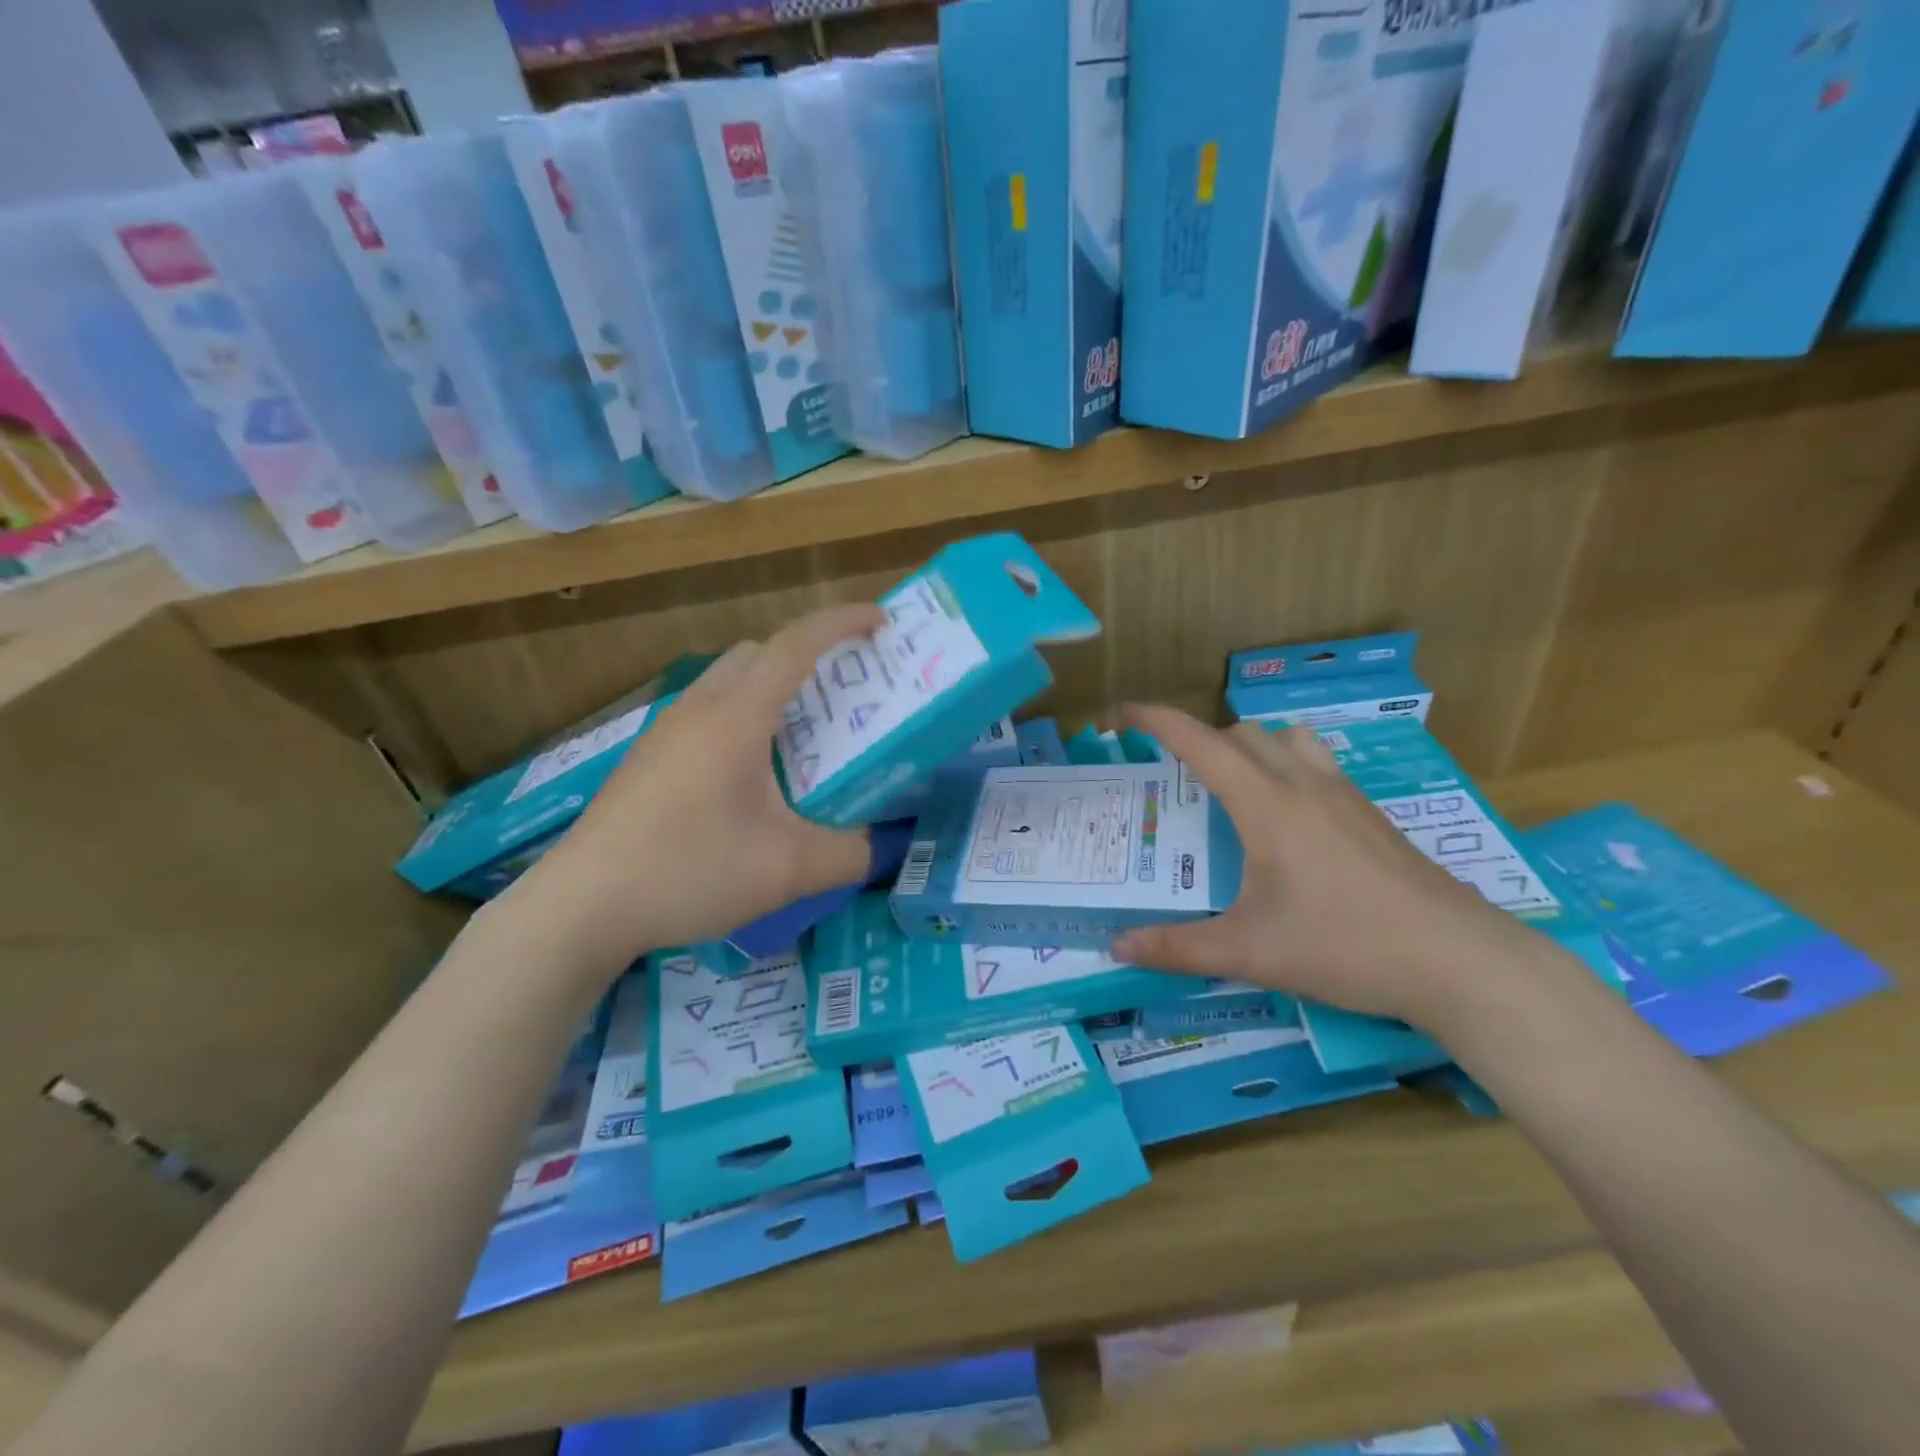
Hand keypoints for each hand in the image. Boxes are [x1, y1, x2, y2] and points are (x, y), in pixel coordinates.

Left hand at [500, 603, 886, 973]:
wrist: (582, 906)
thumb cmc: (689, 872)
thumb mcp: (788, 870)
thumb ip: (851, 854)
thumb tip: (886, 845)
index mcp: (737, 716)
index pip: (796, 644)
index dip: (843, 622)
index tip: (881, 622)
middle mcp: (700, 707)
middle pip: (761, 651)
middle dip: (810, 654)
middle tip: (848, 689)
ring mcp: (667, 729)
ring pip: (730, 679)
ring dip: (773, 684)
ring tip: (805, 732)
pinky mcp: (650, 755)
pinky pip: (709, 708)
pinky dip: (745, 713)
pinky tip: (753, 772)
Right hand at [1112, 707, 1544, 1034]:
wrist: (1459, 961)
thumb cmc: (1345, 946)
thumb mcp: (1251, 953)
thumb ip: (1179, 947)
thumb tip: (1117, 946)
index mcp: (1266, 805)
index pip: (1200, 743)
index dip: (1158, 721)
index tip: (1126, 711)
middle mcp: (1304, 785)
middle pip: (1242, 734)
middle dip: (1200, 740)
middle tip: (1175, 776)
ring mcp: (1345, 796)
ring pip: (1288, 740)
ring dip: (1252, 746)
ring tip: (1235, 784)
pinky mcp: (1374, 816)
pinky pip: (1319, 764)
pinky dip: (1288, 767)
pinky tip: (1291, 818)